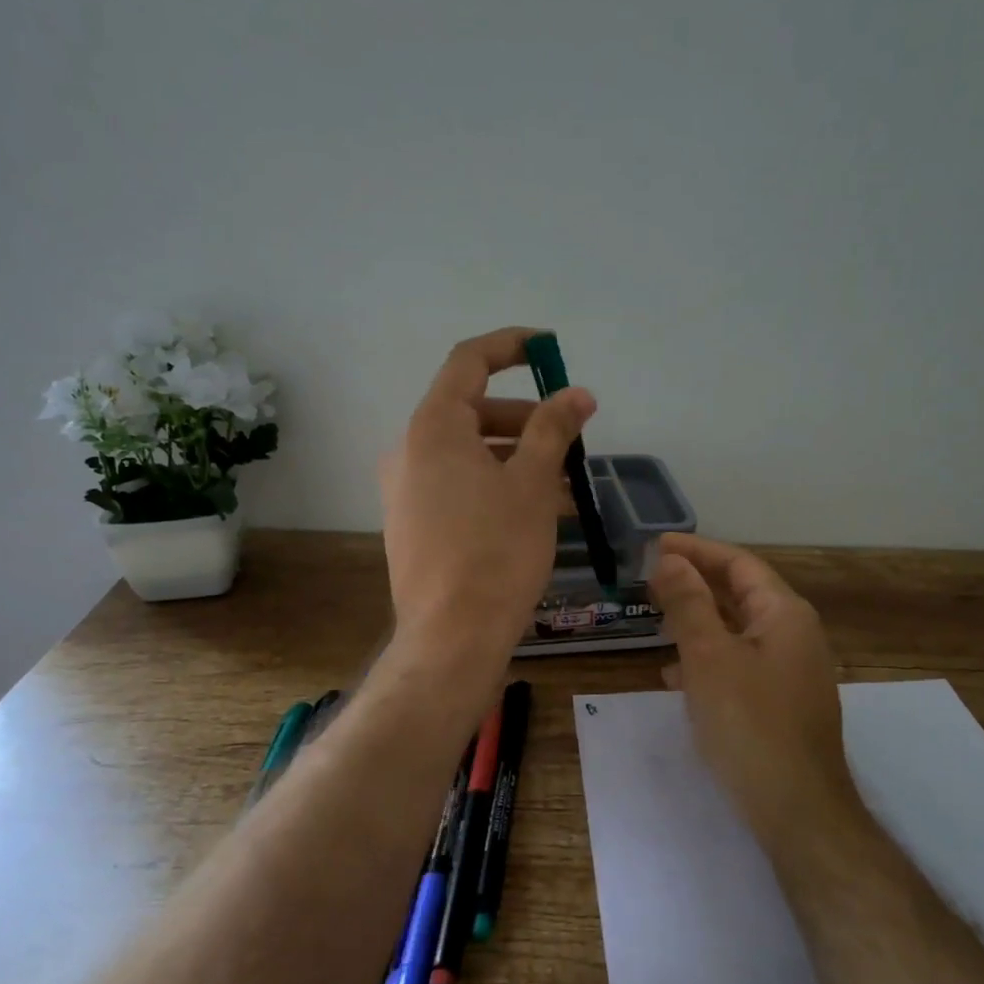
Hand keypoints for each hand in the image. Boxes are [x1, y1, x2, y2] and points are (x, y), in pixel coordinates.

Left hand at [381, 327, 595, 681]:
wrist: (452, 636)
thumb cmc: (496, 550)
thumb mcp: (534, 483)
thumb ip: (554, 429)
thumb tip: (578, 394)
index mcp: (433, 428)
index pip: (469, 361)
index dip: (510, 346)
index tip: (548, 348)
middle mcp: (409, 451)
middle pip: (472, 412)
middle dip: (526, 418)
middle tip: (570, 439)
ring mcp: (405, 491)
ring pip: (469, 455)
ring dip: (518, 458)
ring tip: (566, 485)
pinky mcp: (412, 525)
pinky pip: (458, 487)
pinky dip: (496, 486)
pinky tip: (536, 514)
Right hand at [649, 534, 856, 846]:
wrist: (796, 810)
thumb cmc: (750, 724)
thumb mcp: (709, 657)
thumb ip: (689, 603)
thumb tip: (669, 559)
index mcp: (784, 614)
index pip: (738, 563)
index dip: (696, 550)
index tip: (655, 545)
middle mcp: (794, 635)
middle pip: (740, 593)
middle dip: (695, 584)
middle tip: (650, 579)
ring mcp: (791, 672)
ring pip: (737, 631)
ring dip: (698, 621)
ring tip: (657, 621)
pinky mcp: (781, 704)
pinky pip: (740, 664)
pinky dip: (708, 659)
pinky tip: (676, 677)